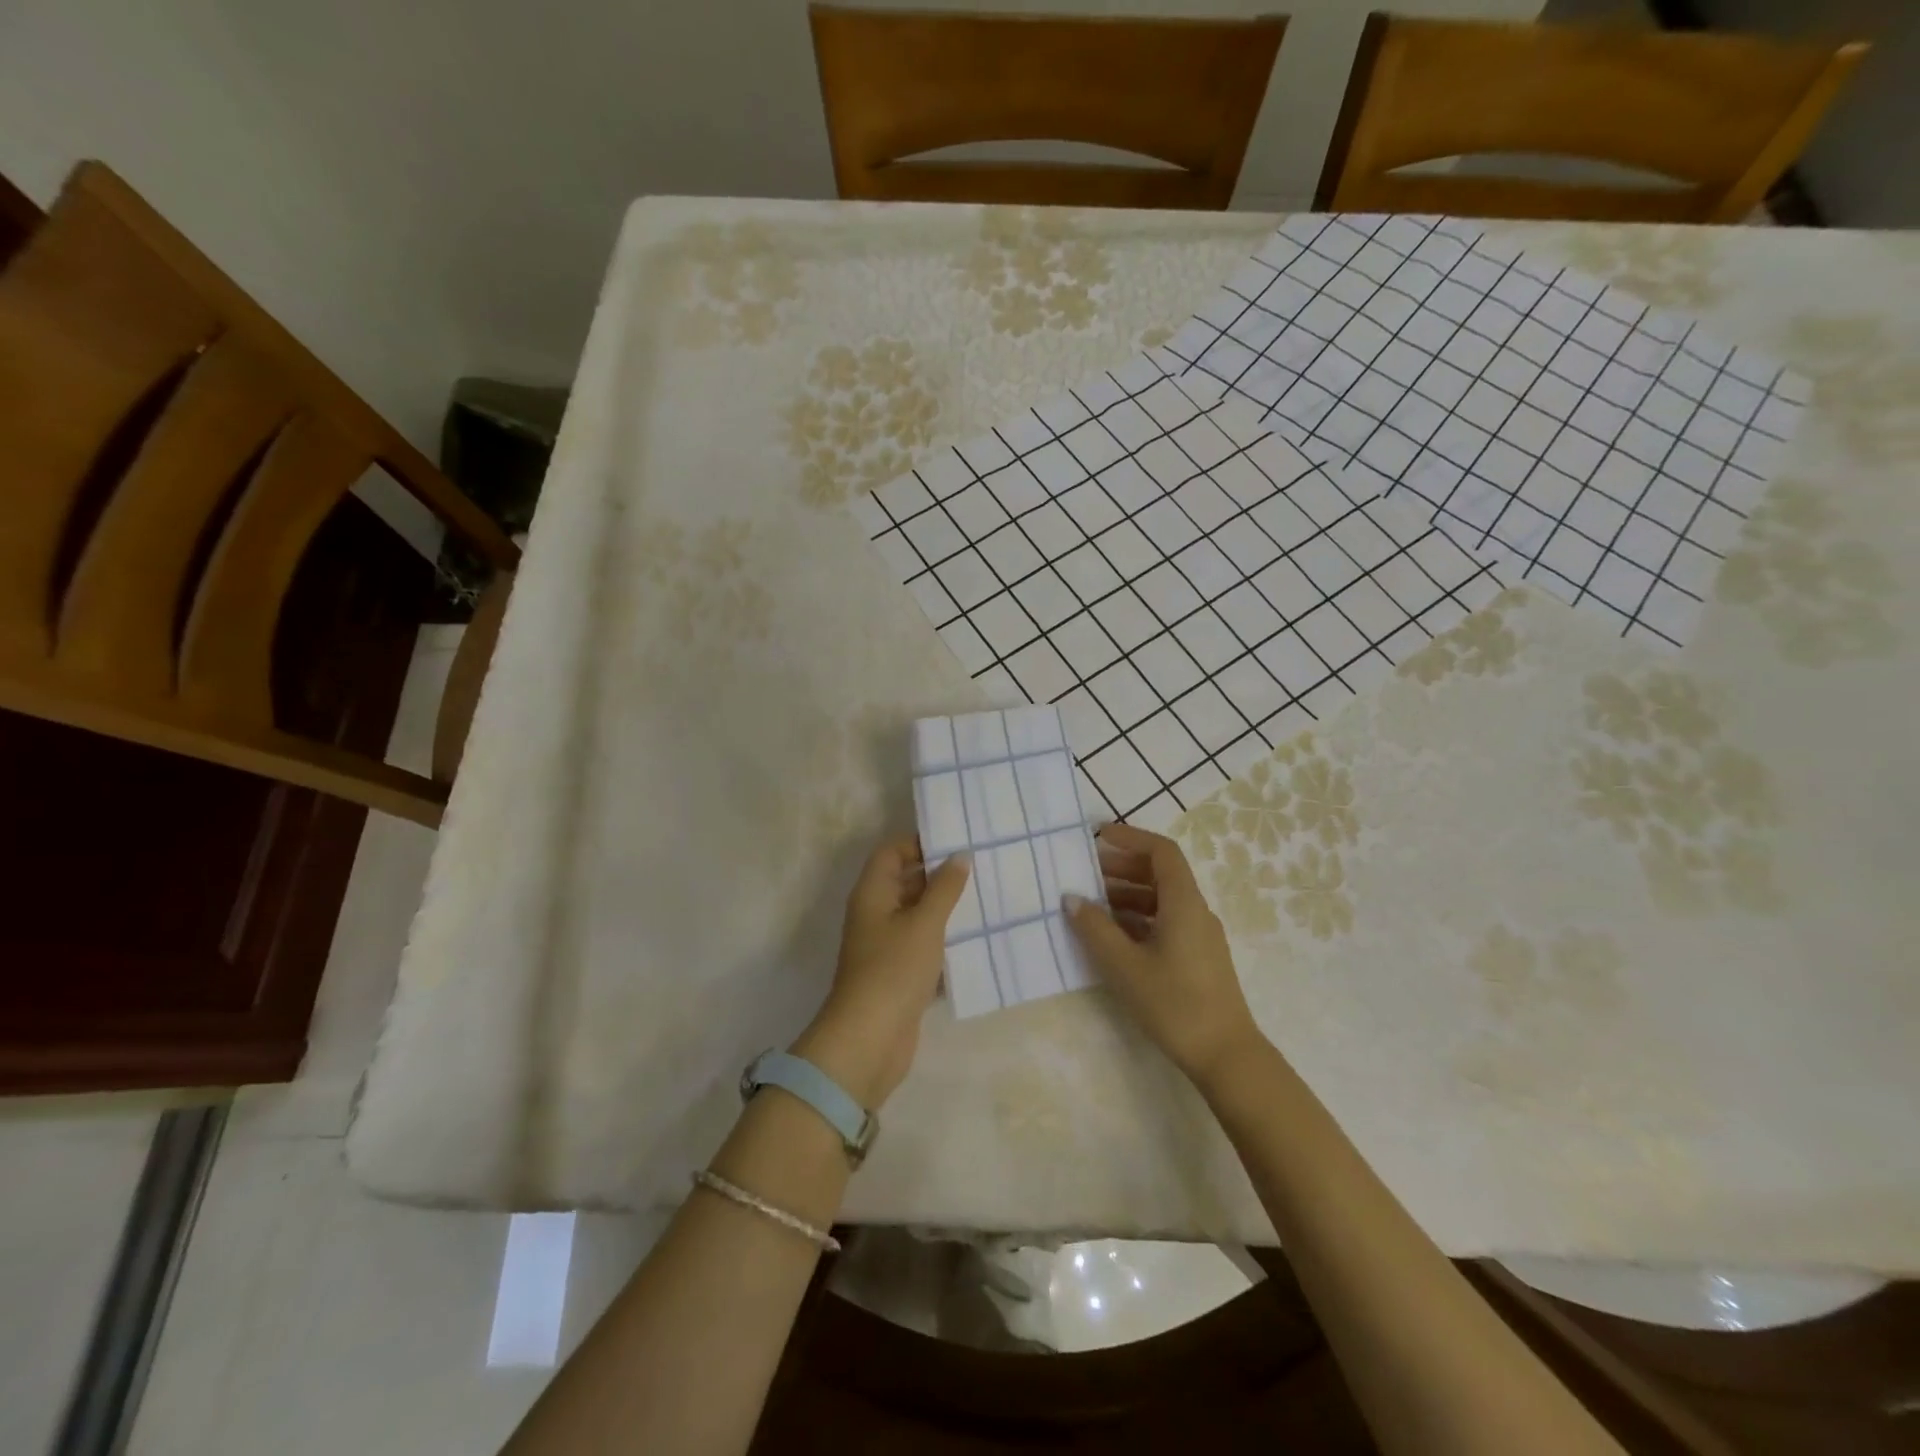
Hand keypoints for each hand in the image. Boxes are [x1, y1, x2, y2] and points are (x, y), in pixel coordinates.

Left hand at [792, 836, 970, 1109]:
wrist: (870, 1039)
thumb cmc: (894, 970)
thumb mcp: (924, 923)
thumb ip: (944, 888)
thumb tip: (959, 855)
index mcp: (872, 893)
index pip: (892, 852)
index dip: (919, 843)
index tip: (957, 842)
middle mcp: (875, 914)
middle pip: (906, 881)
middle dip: (939, 875)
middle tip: (981, 867)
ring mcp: (885, 945)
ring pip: (918, 915)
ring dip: (946, 909)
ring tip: (986, 898)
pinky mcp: (898, 973)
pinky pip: (924, 945)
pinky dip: (945, 940)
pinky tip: (977, 939)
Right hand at [1064, 823, 1265, 1090]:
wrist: (1226, 1056)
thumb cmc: (1174, 1004)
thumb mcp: (1125, 966)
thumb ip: (1095, 928)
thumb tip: (1071, 898)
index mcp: (1184, 903)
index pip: (1161, 852)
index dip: (1131, 838)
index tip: (1098, 837)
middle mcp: (1196, 911)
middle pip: (1161, 873)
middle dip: (1123, 867)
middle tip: (1086, 872)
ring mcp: (1200, 935)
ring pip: (1162, 899)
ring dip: (1128, 894)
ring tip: (1092, 905)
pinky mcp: (1198, 958)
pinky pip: (1166, 921)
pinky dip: (1138, 918)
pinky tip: (1114, 936)